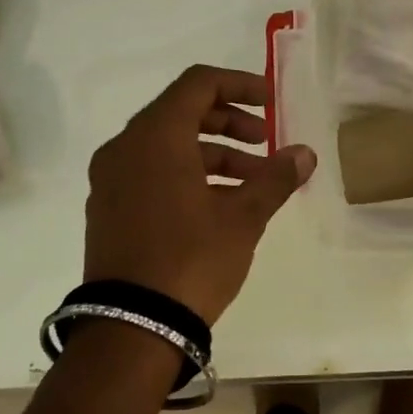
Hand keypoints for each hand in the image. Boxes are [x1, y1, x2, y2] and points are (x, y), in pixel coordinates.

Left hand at [84, 65, 315, 325]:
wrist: (130, 329)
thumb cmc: (190, 260)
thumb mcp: (242, 218)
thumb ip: (275, 178)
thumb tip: (305, 153)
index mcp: (155, 137)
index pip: (199, 84)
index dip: (239, 85)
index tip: (271, 103)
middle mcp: (125, 148)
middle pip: (182, 112)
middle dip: (229, 122)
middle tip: (264, 143)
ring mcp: (110, 180)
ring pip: (167, 145)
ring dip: (213, 153)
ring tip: (252, 181)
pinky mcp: (107, 208)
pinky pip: (150, 171)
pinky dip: (186, 173)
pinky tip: (219, 203)